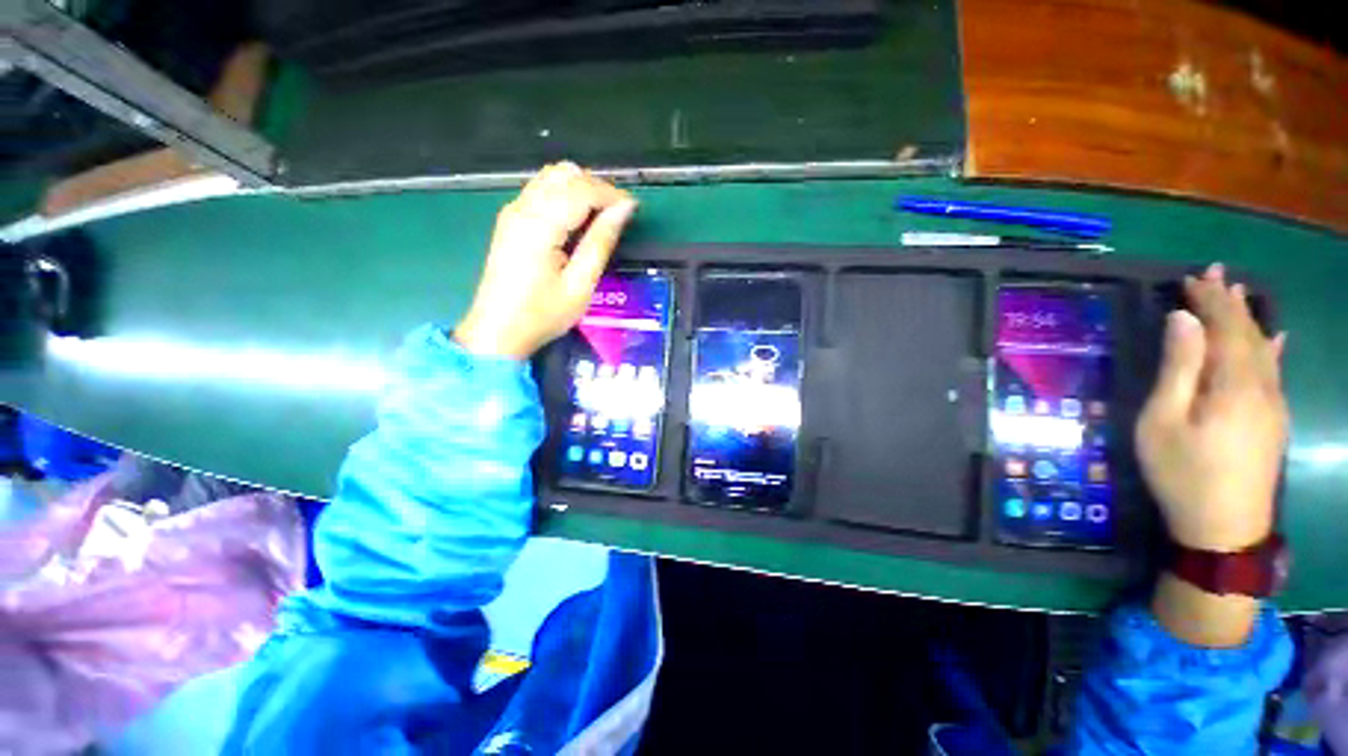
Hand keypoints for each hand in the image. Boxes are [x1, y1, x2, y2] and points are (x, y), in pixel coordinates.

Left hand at [454, 162, 637, 358]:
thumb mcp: (580, 285)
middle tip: (618, 216)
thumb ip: (601, 242)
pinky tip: (577, 221)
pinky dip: (565, 195)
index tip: (634, 211)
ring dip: (581, 189)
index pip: (582, 189)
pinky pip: (542, 190)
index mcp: (541, 224)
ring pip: (552, 177)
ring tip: (601, 218)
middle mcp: (523, 208)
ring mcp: (513, 211)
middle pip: (565, 174)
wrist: (497, 331)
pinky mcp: (511, 220)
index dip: (612, 194)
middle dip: (597, 187)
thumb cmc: (543, 314)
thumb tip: (624, 210)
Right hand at [1136, 263, 1288, 552]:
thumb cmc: (1182, 472)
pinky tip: (1276, 338)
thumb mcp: (1163, 420)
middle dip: (1230, 302)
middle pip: (1247, 334)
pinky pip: (1275, 371)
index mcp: (1234, 382)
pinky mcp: (1274, 420)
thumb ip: (1178, 368)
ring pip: (1264, 349)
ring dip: (1249, 319)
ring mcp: (1273, 404)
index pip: (1224, 327)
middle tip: (1215, 273)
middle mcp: (1262, 385)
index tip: (1193, 277)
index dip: (1209, 300)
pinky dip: (1272, 348)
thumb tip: (1183, 320)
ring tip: (1240, 293)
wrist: (1224, 529)